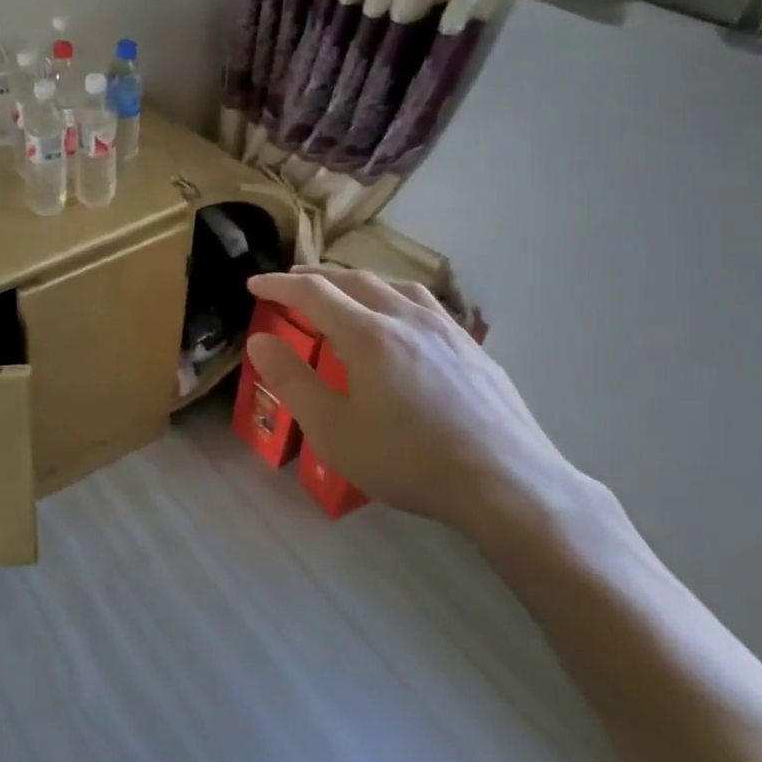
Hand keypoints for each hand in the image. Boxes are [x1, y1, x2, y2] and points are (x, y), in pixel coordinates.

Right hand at [246, 268, 590, 542]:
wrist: (507, 484)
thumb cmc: (409, 460)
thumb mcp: (333, 430)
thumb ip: (292, 380)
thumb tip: (259, 340)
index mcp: (367, 335)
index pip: (312, 293)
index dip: (278, 285)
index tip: (254, 285)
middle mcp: (405, 318)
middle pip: (353, 281)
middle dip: (315, 278)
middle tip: (290, 284)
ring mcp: (445, 330)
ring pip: (393, 286)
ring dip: (357, 282)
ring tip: (343, 292)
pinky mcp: (472, 347)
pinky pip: (424, 304)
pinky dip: (394, 296)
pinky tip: (400, 320)